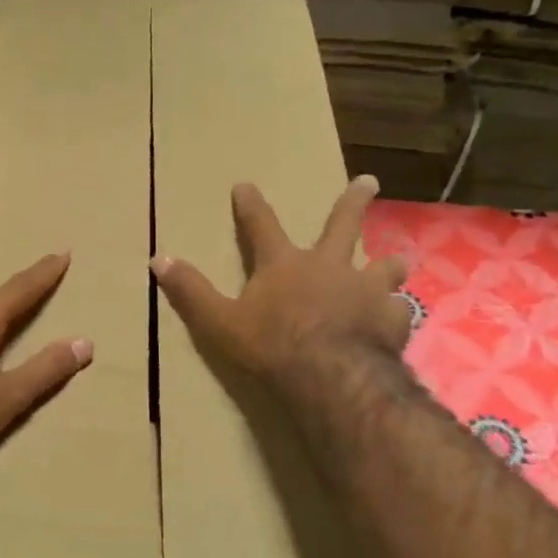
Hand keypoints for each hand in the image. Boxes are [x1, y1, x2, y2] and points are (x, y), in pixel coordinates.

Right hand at [151, 175, 410, 385]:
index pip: (261, 226)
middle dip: (354, 202)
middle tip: (370, 181)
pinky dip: (395, 312)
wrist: (330, 375)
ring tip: (397, 261)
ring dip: (388, 263)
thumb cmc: (270, 345)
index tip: (245, 184)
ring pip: (383, 266)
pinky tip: (399, 318)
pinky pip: (398, 310)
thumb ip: (191, 291)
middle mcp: (329, 266)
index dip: (250, 205)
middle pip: (343, 225)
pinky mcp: (391, 319)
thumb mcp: (219, 321)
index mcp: (284, 264)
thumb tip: (159, 259)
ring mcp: (365, 290)